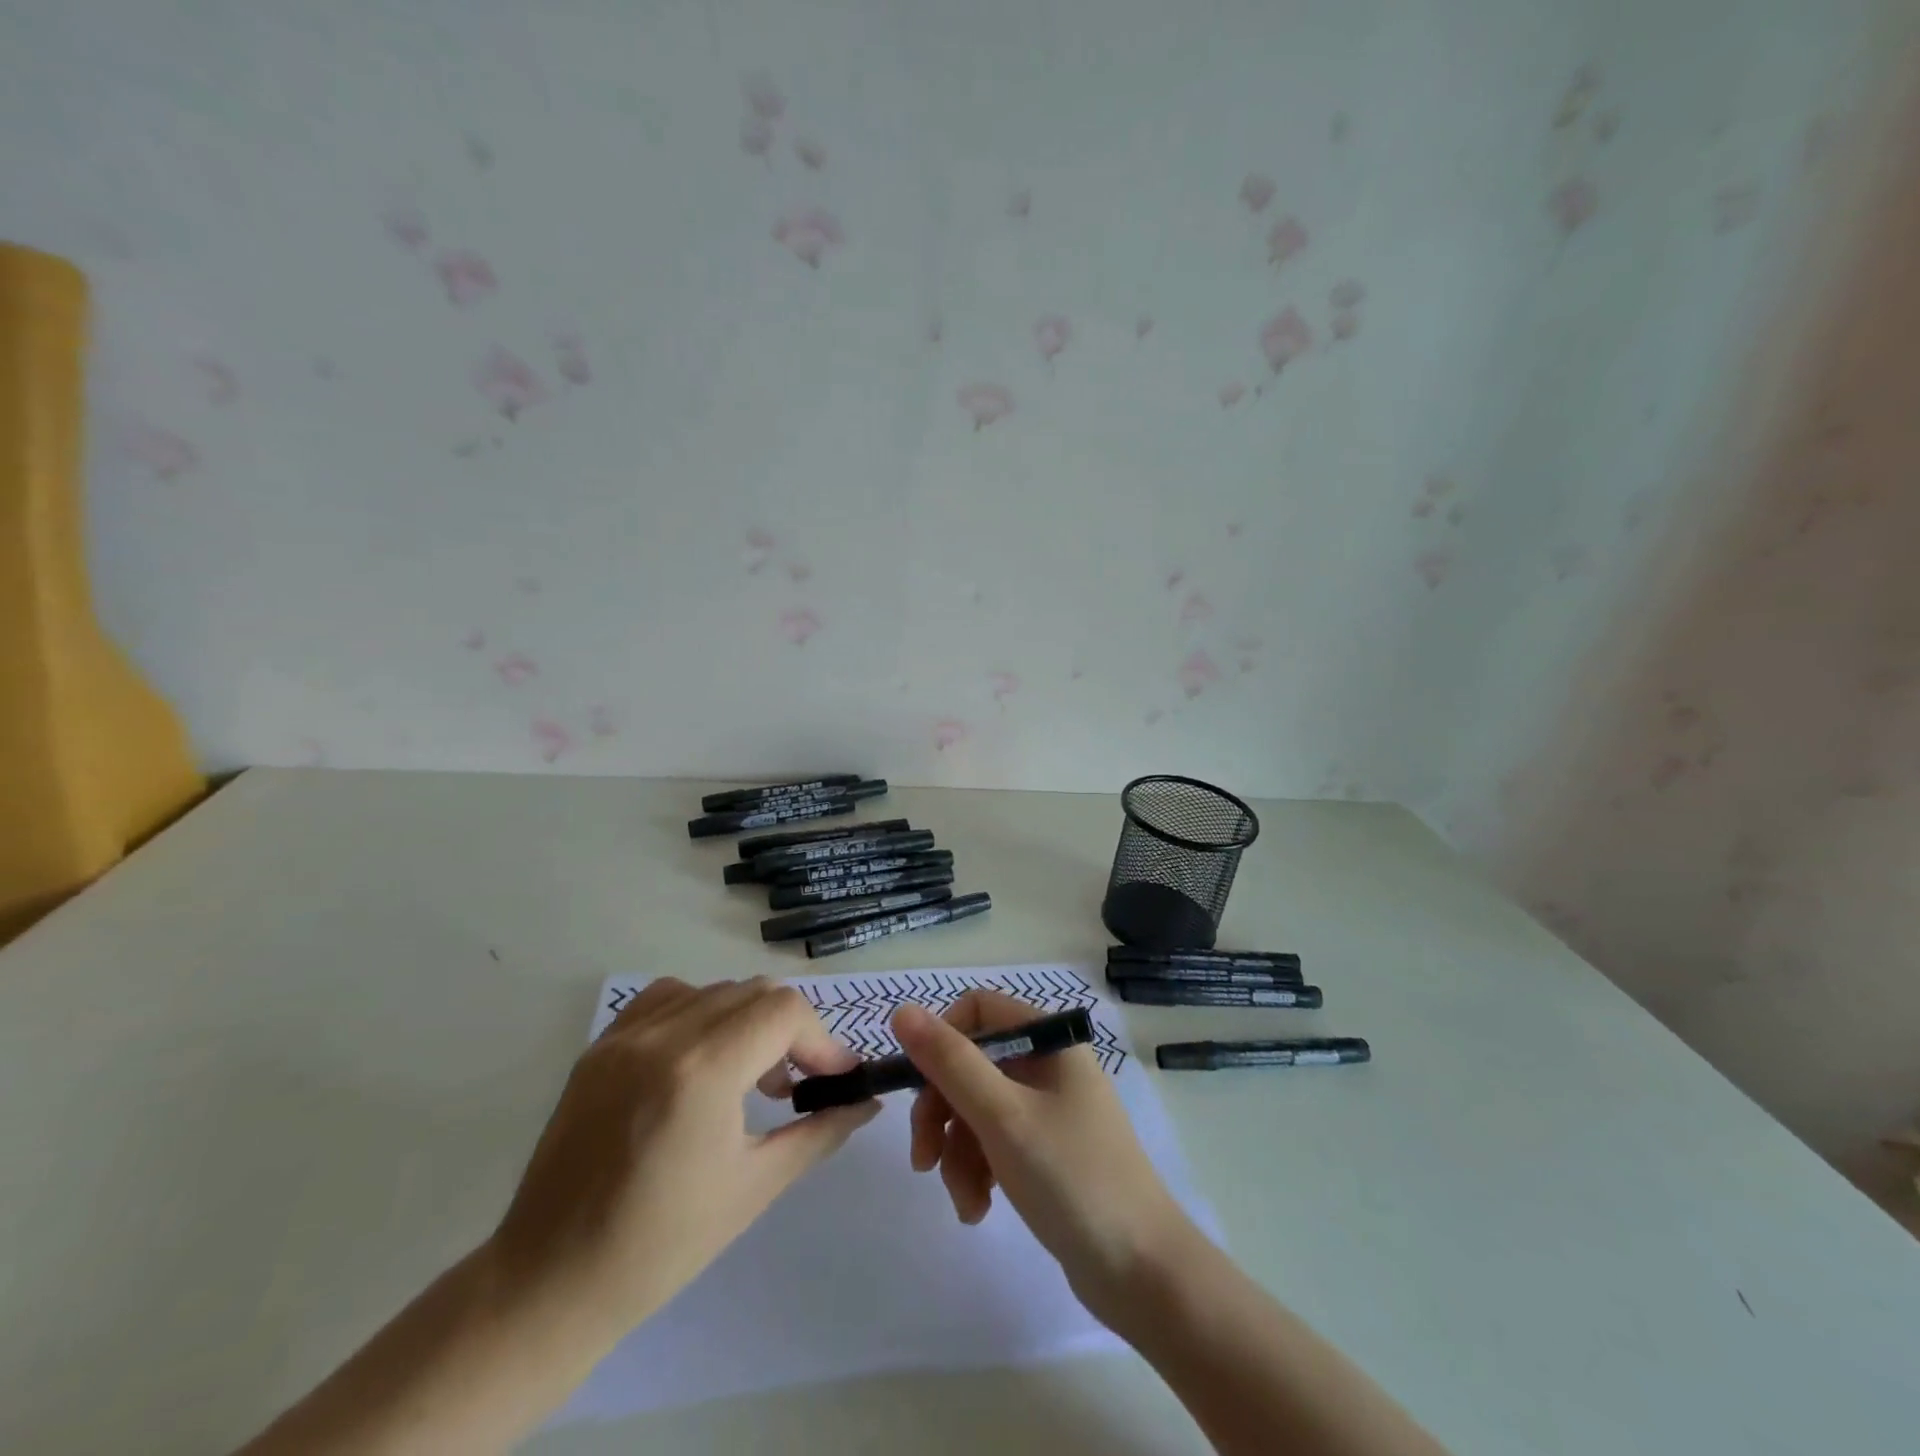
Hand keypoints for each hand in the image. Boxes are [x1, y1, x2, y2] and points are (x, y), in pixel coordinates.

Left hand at [489, 977, 877, 1336]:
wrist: (550, 1282)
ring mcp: (625, 1036)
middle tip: (798, 1083)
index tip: (835, 1078)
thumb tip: (866, 1101)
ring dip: (749, 1020)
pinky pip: (668, 998)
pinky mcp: (601, 1045)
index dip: (822, 1040)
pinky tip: (702, 1058)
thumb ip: (820, 1131)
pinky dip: (701, 1013)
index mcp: (702, 1071)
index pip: (785, 1011)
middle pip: (755, 992)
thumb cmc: (661, 1245)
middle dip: (791, 1030)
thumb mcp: (755, 1187)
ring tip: (751, 1075)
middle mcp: (663, 1036)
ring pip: (715, 991)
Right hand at [892, 990, 1197, 1323]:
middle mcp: (1049, 1064)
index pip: (979, 1010)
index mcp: (1049, 1040)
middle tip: (923, 1159)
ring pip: (978, 1108)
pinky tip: (978, 1210)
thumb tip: (901, 1010)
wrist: (1142, 1273)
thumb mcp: (1002, 1117)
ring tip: (965, 1201)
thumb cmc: (1071, 1179)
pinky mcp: (1046, 1150)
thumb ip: (950, 1062)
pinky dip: (979, 1170)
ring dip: (958, 1153)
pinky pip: (995, 1142)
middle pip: (972, 1064)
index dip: (941, 1040)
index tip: (916, 1084)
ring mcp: (1049, 1109)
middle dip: (942, 1111)